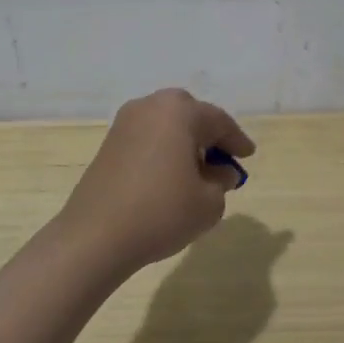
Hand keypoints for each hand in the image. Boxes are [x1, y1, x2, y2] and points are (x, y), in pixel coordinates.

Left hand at [57, 89, 255, 276]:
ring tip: (196, 170)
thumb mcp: (209, 202)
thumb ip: (222, 181)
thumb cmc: (162, 212)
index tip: (248, 155)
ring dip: (183, 141)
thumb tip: (220, 172)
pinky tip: (169, 176)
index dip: (236, 140)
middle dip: (207, 133)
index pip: (218, 121)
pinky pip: (147, 138)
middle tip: (222, 157)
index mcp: (179, 112)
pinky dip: (163, 150)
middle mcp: (150, 106)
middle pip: (189, 114)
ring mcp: (124, 123)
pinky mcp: (108, 144)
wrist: (96, 236)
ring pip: (165, 125)